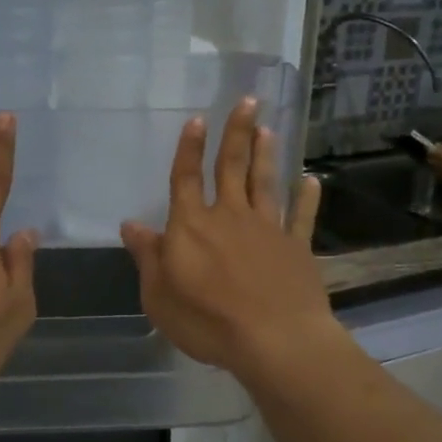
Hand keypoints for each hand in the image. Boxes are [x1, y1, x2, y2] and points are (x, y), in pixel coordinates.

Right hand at [120, 98, 333, 380]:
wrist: (274, 340)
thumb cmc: (207, 321)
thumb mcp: (159, 295)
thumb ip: (148, 256)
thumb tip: (131, 224)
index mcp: (192, 226)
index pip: (186, 179)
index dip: (189, 149)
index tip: (197, 119)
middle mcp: (229, 217)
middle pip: (231, 167)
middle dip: (237, 132)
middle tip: (247, 100)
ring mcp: (267, 229)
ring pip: (265, 182)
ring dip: (265, 154)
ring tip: (268, 128)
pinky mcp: (296, 247)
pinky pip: (301, 216)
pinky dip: (306, 197)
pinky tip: (310, 181)